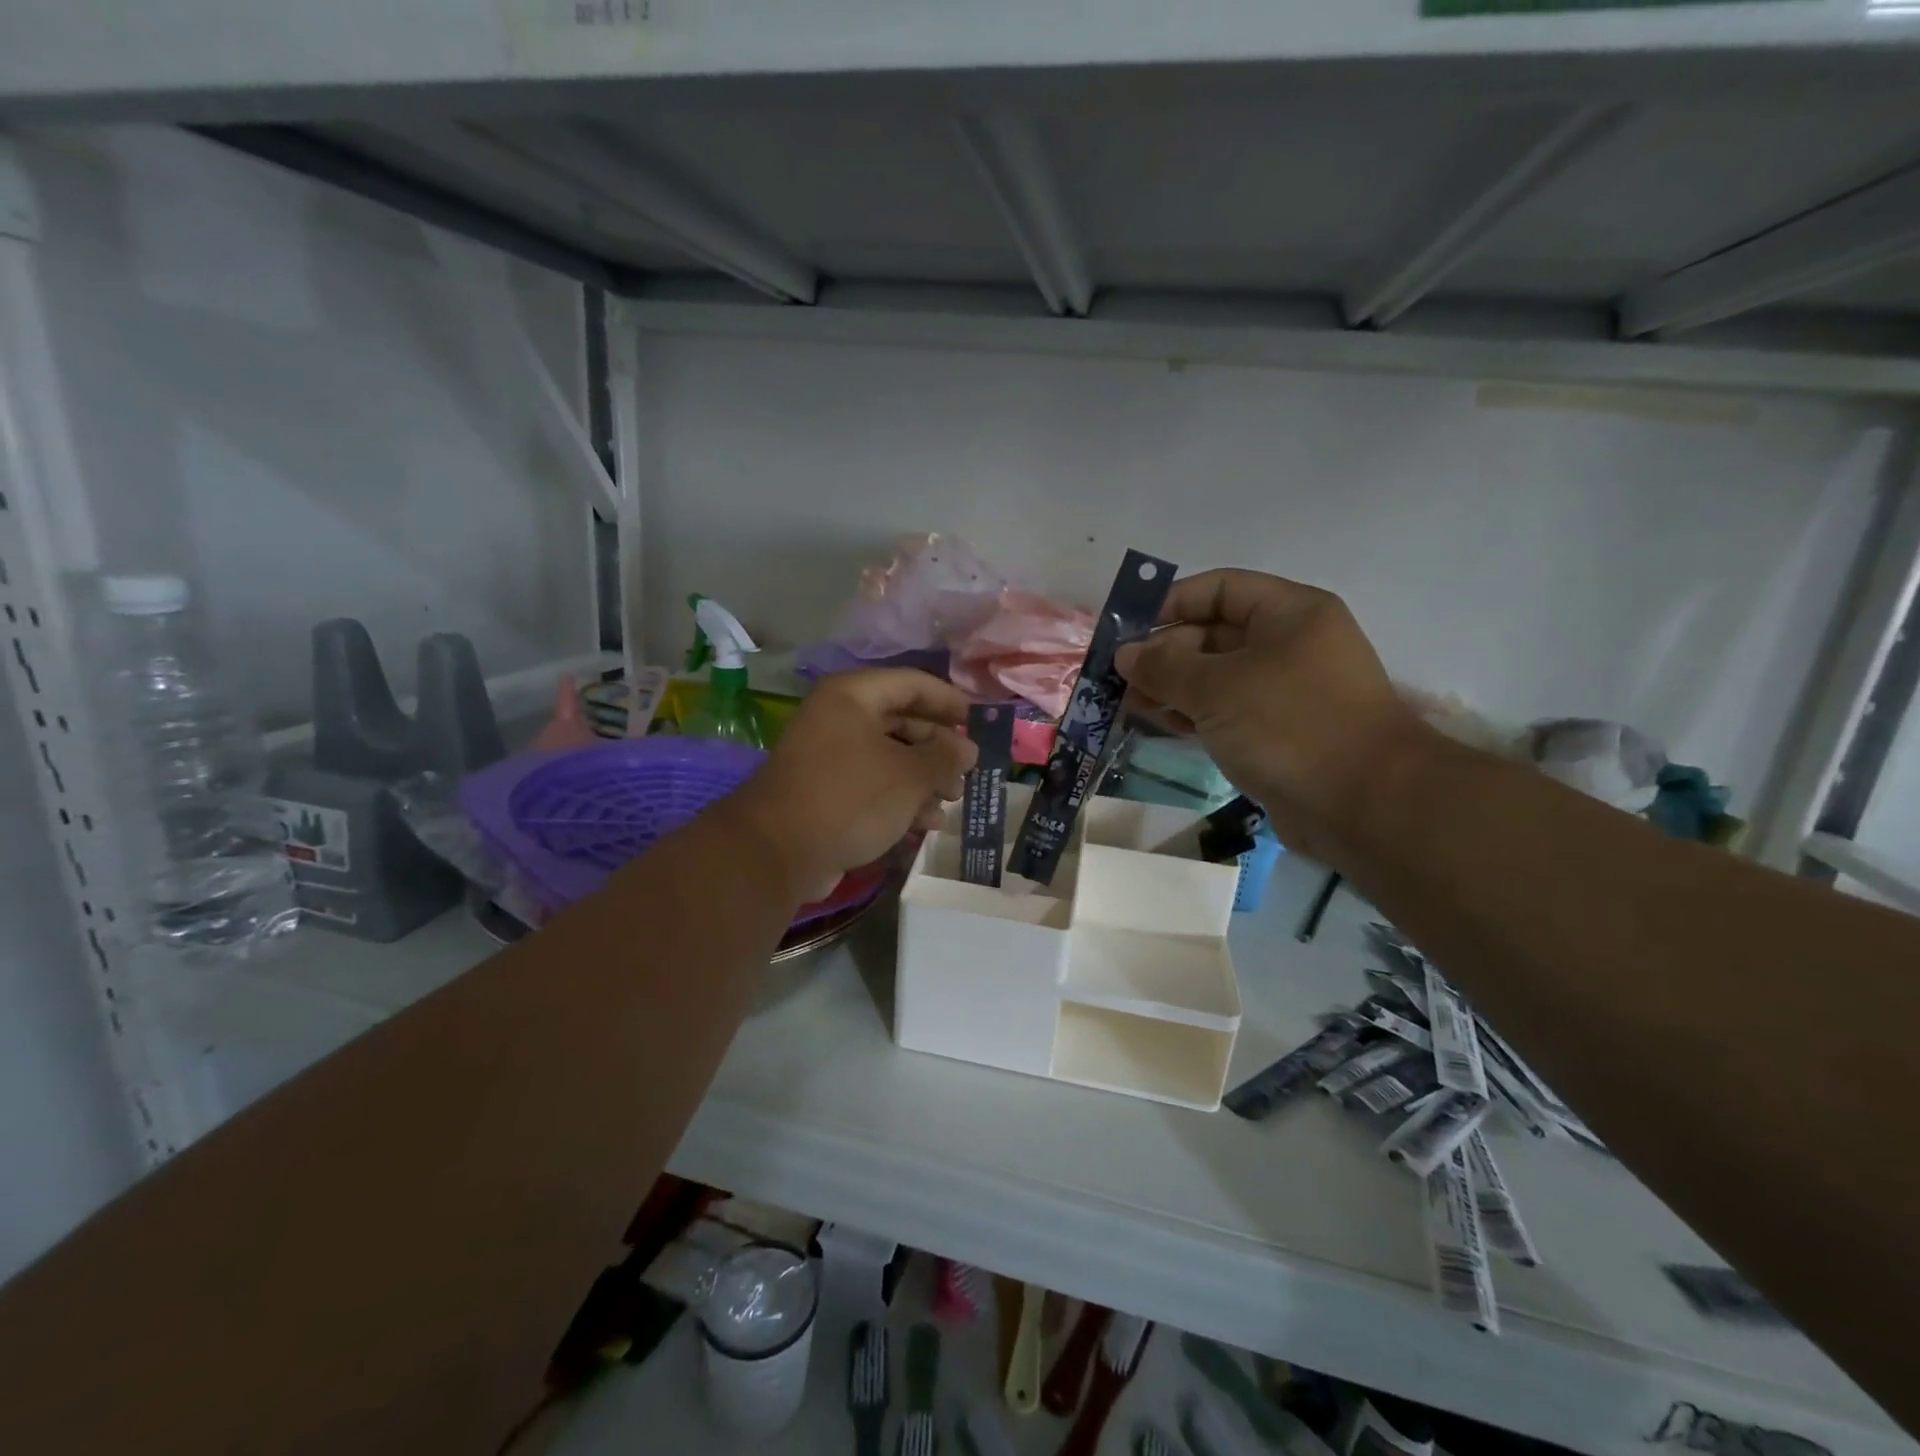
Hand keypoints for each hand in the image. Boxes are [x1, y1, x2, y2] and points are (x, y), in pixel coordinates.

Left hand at [728, 669, 977, 902]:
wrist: (779, 852)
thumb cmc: (850, 797)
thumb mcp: (909, 775)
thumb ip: (945, 756)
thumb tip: (967, 749)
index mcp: (852, 696)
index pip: (913, 684)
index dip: (950, 701)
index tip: (981, 723)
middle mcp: (839, 718)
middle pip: (903, 722)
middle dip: (938, 749)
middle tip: (967, 772)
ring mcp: (830, 756)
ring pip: (890, 757)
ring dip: (925, 779)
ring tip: (952, 802)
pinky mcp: (827, 792)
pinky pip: (874, 785)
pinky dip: (901, 799)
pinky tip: (927, 823)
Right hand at [1115, 569, 1426, 860]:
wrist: (1363, 804)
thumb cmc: (1289, 725)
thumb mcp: (1216, 688)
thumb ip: (1164, 666)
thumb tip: (1125, 654)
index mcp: (1289, 613)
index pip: (1219, 588)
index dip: (1169, 602)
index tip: (1126, 628)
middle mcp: (1291, 643)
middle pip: (1214, 633)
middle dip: (1164, 653)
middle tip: (1119, 678)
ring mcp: (1288, 690)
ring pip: (1217, 676)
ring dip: (1172, 687)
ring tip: (1129, 705)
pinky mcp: (1281, 732)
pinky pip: (1228, 711)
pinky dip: (1193, 714)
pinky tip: (1159, 724)